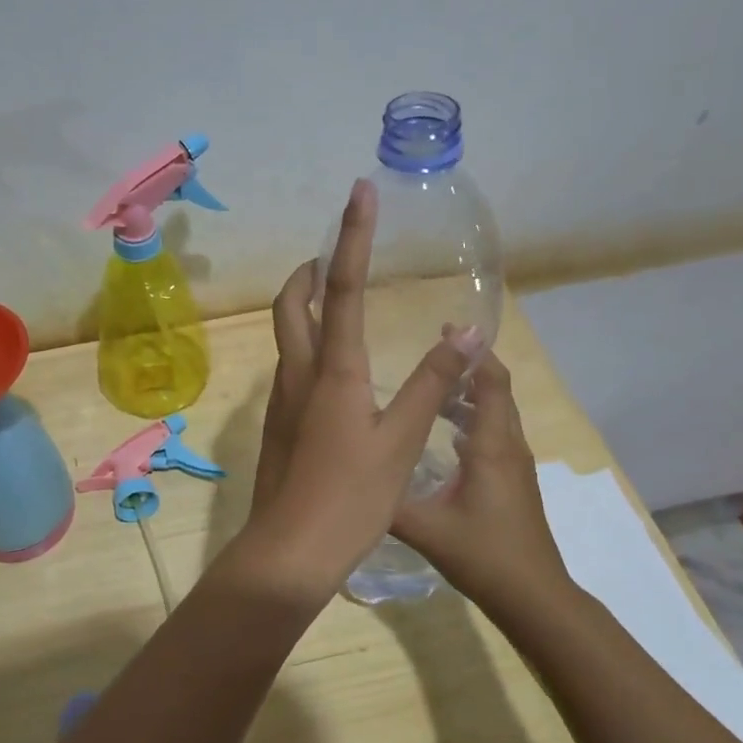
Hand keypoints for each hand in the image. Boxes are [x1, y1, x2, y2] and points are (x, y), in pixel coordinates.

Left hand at [241, 179, 479, 594]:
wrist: (291, 549)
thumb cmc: (351, 496)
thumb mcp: (402, 439)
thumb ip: (430, 383)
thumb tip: (463, 332)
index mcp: (332, 369)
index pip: (343, 287)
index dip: (351, 236)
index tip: (357, 192)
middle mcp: (298, 373)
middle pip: (292, 304)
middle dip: (309, 272)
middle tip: (333, 256)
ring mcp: (282, 399)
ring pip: (288, 336)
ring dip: (306, 306)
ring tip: (336, 299)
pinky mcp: (279, 424)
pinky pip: (292, 367)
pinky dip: (309, 345)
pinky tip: (335, 369)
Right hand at [391, 351, 575, 610]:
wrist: (533, 596)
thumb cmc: (483, 554)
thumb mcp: (424, 527)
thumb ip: (385, 500)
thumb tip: (348, 477)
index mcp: (490, 446)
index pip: (490, 382)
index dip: (472, 353)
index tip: (445, 330)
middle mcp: (508, 447)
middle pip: (497, 392)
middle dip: (468, 368)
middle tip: (430, 356)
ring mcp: (515, 466)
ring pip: (496, 415)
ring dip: (470, 396)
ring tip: (431, 390)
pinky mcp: (514, 482)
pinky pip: (495, 436)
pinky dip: (473, 421)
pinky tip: (443, 436)